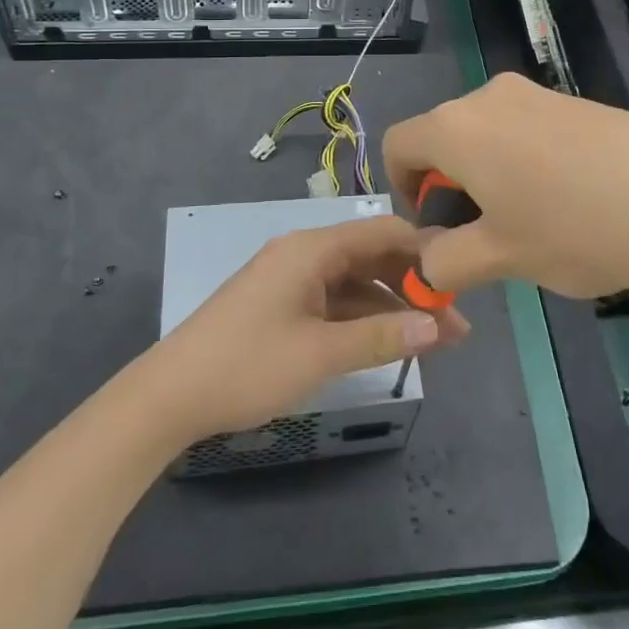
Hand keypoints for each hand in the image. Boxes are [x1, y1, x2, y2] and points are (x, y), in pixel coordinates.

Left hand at [137, 215, 470, 446]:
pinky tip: (387, 341)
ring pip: (354, 283)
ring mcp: (291, 279)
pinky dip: (362, 319)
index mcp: (312, 249)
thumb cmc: (247, 365)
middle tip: (454, 322)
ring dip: (391, 307)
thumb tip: (437, 326)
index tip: (460, 279)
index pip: (383, 232)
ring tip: (434, 340)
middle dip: (413, 286)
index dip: (424, 252)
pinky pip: (333, 302)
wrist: (168, 396)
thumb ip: (381, 337)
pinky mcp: (282, 304)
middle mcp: (304, 254)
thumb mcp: (320, 353)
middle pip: (371, 257)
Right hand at [382, 72, 628, 304]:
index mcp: (456, 127)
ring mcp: (538, 94)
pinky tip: (572, 201)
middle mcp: (490, 97)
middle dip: (450, 182)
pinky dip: (528, 160)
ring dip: (491, 172)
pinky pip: (530, 128)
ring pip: (490, 132)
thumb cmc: (570, 228)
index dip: (401, 186)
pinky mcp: (577, 101)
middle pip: (445, 135)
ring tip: (532, 221)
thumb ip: (445, 262)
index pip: (398, 143)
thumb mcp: (498, 257)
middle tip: (483, 231)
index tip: (433, 223)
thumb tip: (427, 264)